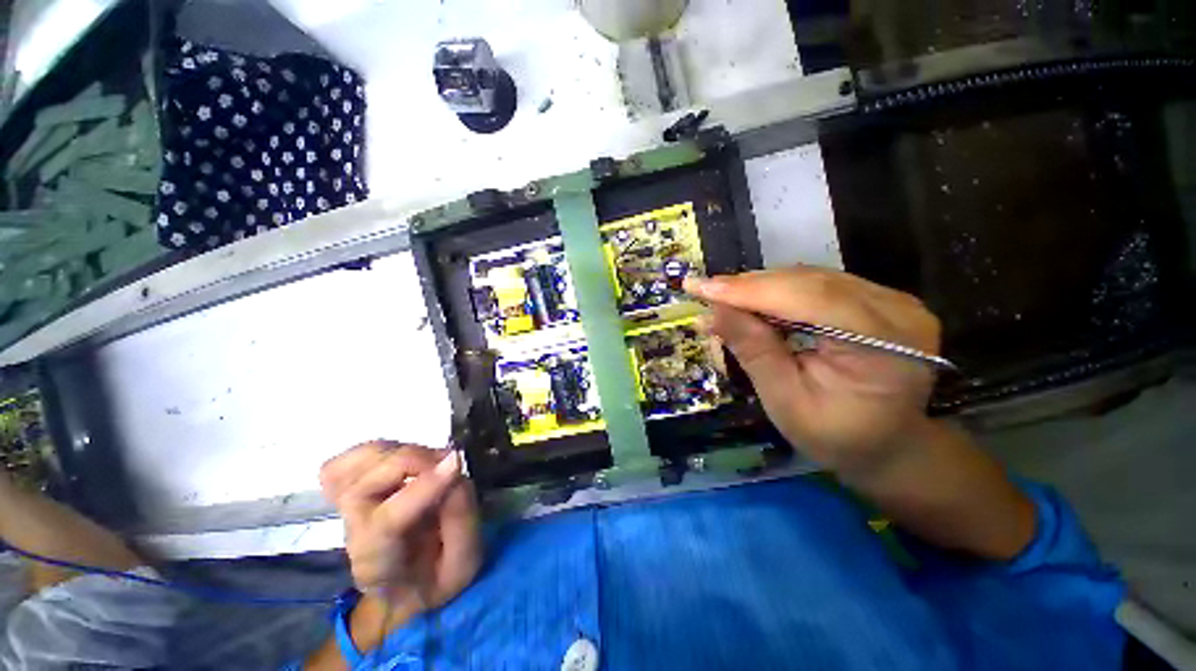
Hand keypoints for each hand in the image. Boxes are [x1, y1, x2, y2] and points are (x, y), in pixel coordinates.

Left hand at [319, 443, 481, 613]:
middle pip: (366, 485)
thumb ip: (461, 518)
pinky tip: (402, 460)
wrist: (404, 592)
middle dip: (415, 461)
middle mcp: (354, 532)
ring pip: (354, 465)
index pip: (387, 521)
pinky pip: (345, 462)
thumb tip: (455, 468)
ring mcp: (346, 509)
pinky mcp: (348, 493)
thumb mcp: (463, 564)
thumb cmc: (437, 579)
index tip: (457, 461)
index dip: (422, 487)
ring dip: (399, 452)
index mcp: (381, 562)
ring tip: (430, 461)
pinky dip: (376, 451)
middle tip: (450, 462)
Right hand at [684, 267, 941, 473]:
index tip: (700, 287)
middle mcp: (896, 310)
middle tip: (704, 290)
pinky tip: (752, 300)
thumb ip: (753, 351)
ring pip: (811, 278)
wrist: (887, 445)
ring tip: (722, 296)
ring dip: (761, 286)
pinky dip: (779, 290)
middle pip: (810, 282)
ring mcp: (892, 300)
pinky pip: (818, 284)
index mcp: (884, 344)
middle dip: (750, 286)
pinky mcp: (878, 299)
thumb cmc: (836, 435)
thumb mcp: (785, 400)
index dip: (749, 291)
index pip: (809, 298)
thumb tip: (710, 312)